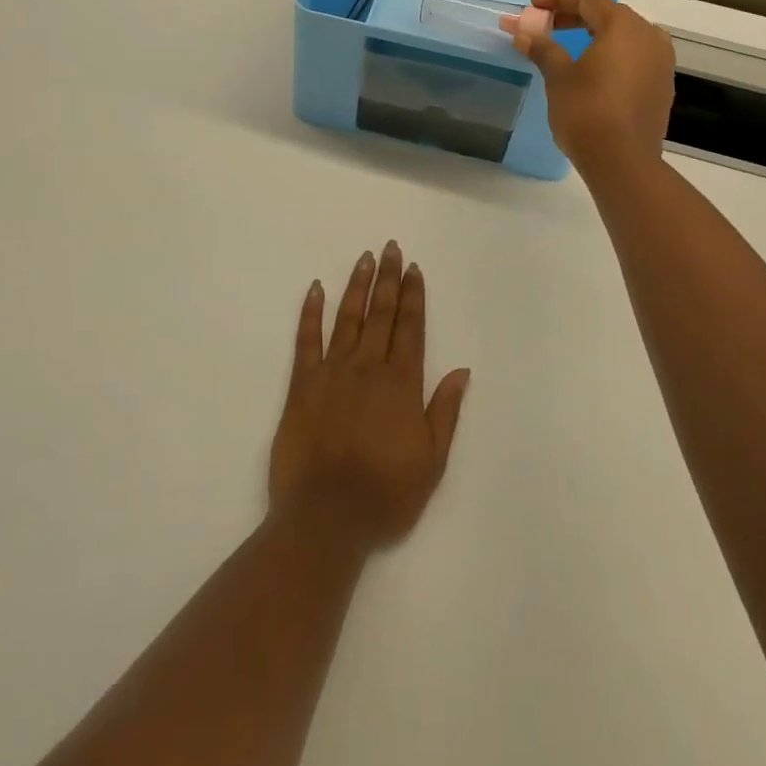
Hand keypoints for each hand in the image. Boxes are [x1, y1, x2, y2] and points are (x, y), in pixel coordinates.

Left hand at [269, 243, 469, 550]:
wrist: (326, 517)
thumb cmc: (385, 494)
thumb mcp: (431, 461)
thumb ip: (445, 411)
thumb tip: (462, 370)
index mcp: (402, 384)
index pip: (410, 328)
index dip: (413, 295)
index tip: (413, 268)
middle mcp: (369, 368)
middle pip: (381, 313)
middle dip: (388, 278)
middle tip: (390, 248)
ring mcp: (333, 372)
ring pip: (348, 318)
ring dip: (357, 285)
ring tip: (364, 258)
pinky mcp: (302, 384)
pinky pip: (306, 340)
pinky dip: (311, 312)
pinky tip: (316, 289)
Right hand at [514, 0, 674, 177]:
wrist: (623, 161)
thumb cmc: (586, 112)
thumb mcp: (558, 77)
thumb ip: (543, 49)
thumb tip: (524, 33)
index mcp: (623, 26)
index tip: (534, 4)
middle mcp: (649, 36)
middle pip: (609, 14)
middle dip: (575, 15)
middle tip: (546, 24)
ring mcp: (661, 61)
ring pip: (625, 35)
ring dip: (595, 34)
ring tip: (567, 44)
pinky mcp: (662, 85)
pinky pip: (635, 56)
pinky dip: (611, 53)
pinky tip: (593, 68)